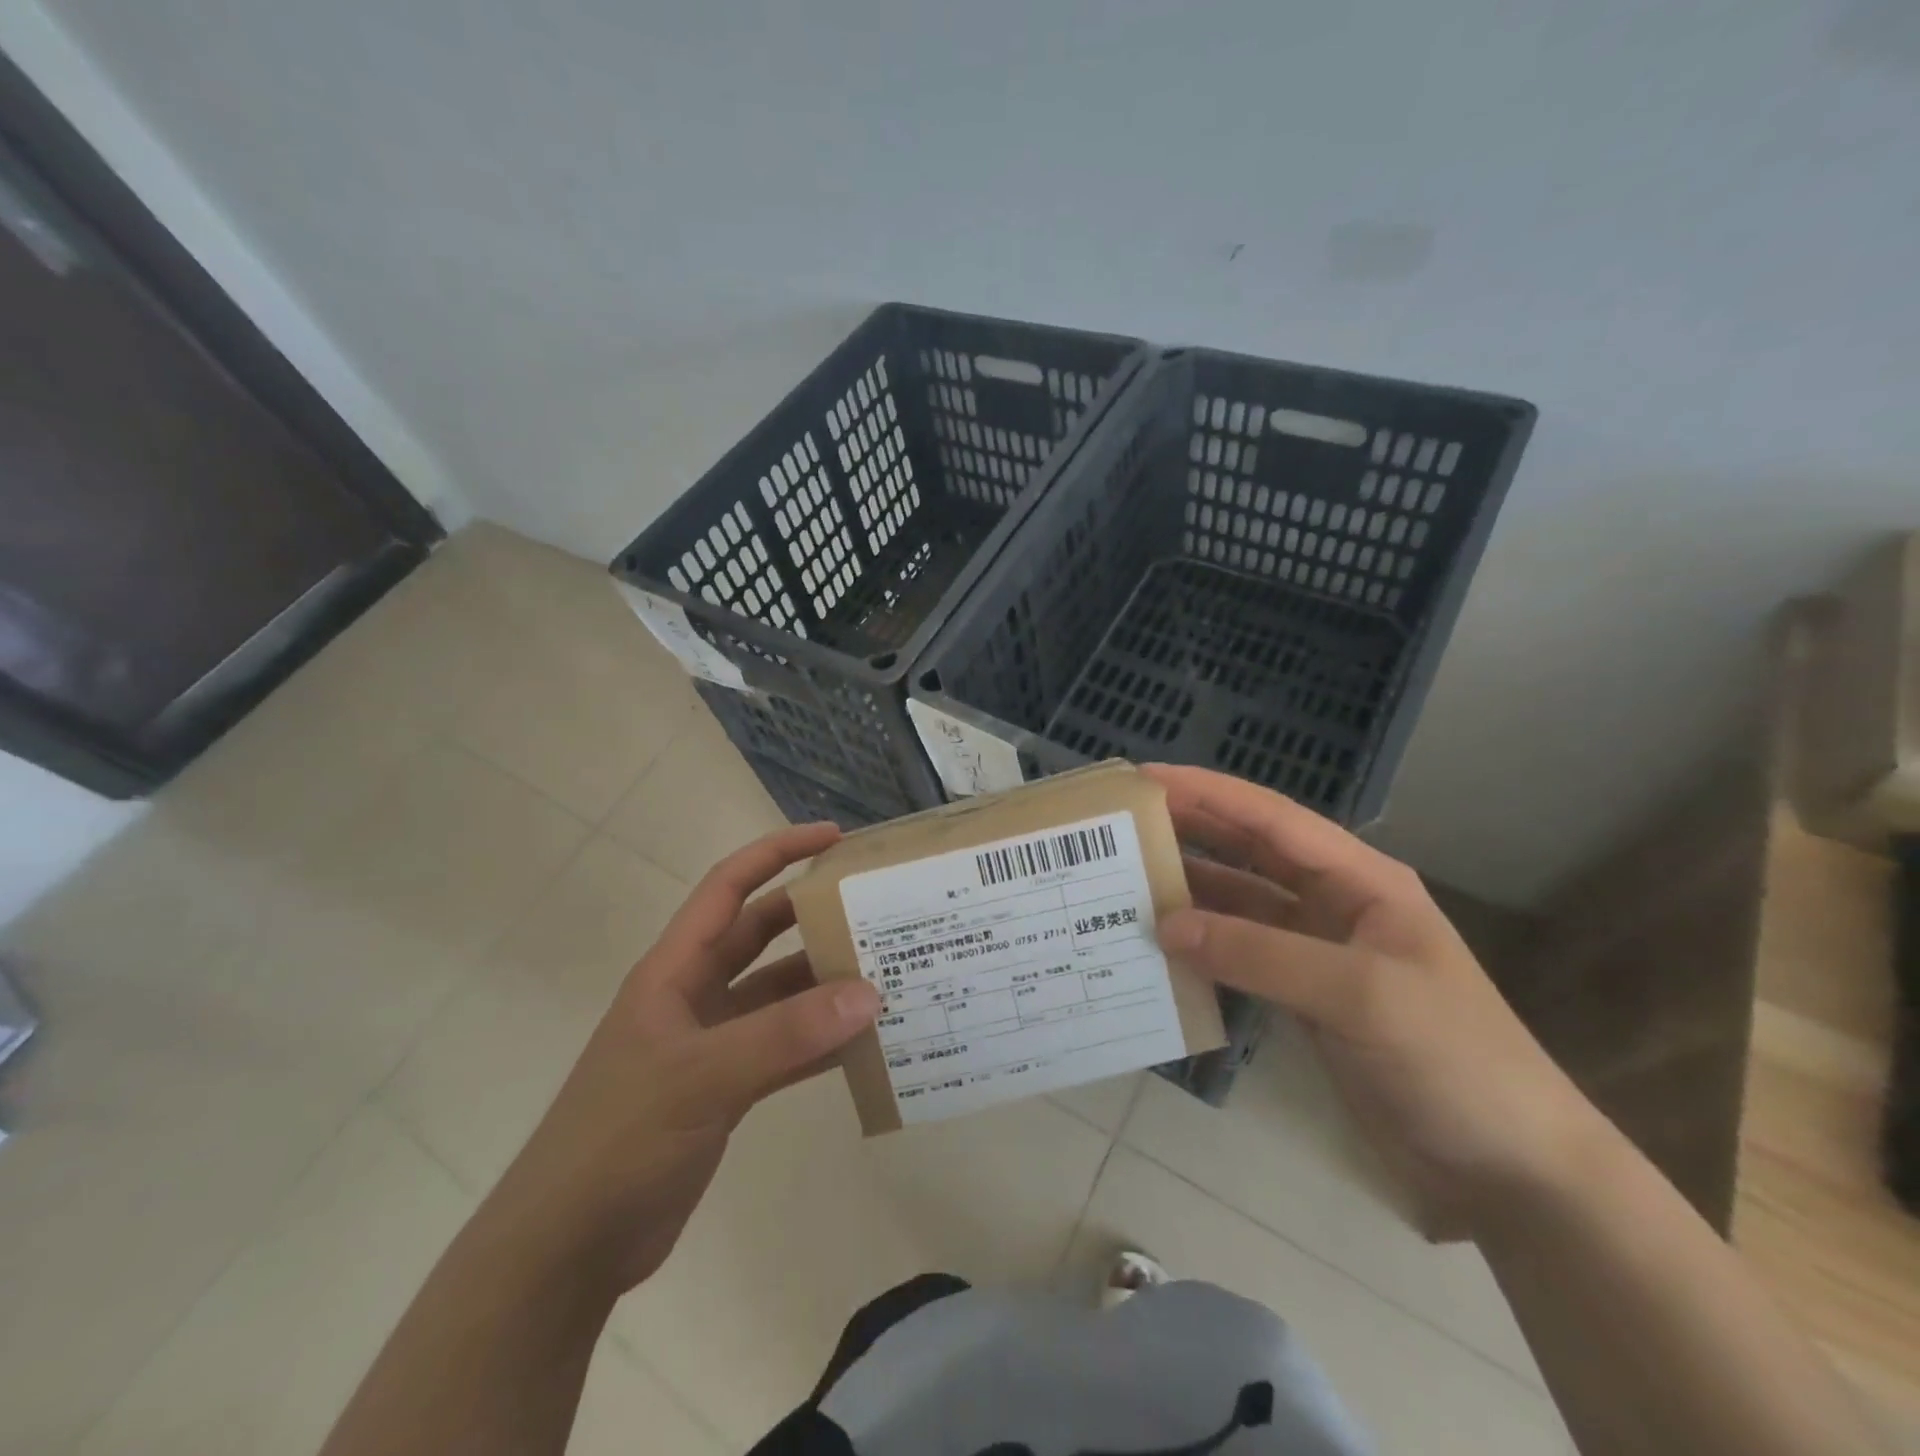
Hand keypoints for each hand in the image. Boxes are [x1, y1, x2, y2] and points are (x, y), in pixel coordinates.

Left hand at [480, 823, 880, 1294]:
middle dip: (813, 916)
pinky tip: (864, 1044)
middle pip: (761, 935)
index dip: (778, 853)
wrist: (567, 1249)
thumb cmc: (619, 1140)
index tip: (834, 838)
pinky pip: (784, 1048)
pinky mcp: (726, 1088)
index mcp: (675, 970)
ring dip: (824, 985)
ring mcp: (712, 1043)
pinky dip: (820, 1042)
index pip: (729, 887)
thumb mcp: (702, 1077)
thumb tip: (869, 993)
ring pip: (778, 995)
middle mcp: (695, 995)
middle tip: (874, 908)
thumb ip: (786, 1035)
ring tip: (886, 975)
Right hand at [1150, 765, 1598, 1240]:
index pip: (1271, 818)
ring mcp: (1317, 952)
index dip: (1207, 792)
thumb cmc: (1453, 1059)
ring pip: (1239, 904)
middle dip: (1189, 830)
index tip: (1145, 778)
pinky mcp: (1304, 997)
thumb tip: (1166, 924)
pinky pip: (1240, 955)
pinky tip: (1160, 946)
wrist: (1510, 1168)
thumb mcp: (1359, 994)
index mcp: (1360, 879)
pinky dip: (1201, 948)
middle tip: (1122, 823)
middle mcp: (1334, 903)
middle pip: (1249, 852)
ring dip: (1189, 892)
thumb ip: (1259, 953)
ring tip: (1124, 881)